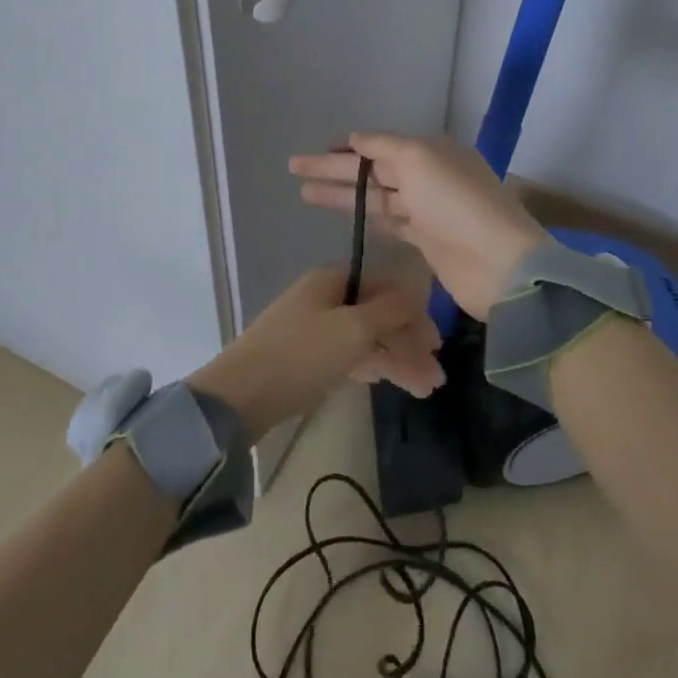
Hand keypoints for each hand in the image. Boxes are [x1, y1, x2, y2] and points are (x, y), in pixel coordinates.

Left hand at [188, 267, 442, 441]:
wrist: (240, 397)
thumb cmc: (302, 354)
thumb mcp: (354, 329)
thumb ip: (390, 310)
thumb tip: (418, 292)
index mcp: (332, 280)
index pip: (385, 285)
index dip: (413, 310)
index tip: (437, 341)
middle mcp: (324, 298)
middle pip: (377, 313)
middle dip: (409, 342)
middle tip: (436, 374)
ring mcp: (313, 329)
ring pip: (366, 338)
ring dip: (397, 359)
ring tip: (426, 389)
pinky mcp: (306, 358)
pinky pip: (349, 355)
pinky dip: (373, 366)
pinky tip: (393, 381)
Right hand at [289, 134, 547, 320]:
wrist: (499, 265)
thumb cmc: (456, 204)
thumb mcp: (420, 159)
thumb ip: (384, 146)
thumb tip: (355, 138)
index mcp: (431, 151)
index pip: (380, 145)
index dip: (347, 148)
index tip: (316, 151)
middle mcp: (429, 176)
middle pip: (373, 171)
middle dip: (334, 170)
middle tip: (294, 168)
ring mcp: (428, 210)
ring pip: (376, 197)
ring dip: (343, 195)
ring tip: (304, 193)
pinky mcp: (427, 242)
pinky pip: (390, 222)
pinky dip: (367, 218)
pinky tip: (345, 217)